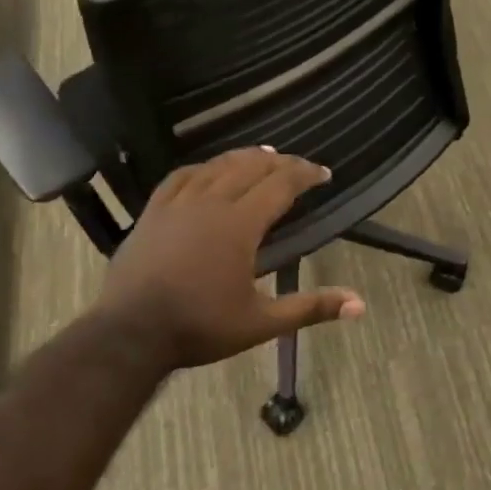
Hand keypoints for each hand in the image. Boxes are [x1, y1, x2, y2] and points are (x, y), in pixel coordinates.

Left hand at [93, 147, 364, 371]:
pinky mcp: (152, 213)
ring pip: (215, 167)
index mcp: (239, 225)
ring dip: (243, 158)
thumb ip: (310, 308)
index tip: (324, 173)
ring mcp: (177, 205)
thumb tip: (359, 305)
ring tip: (261, 155)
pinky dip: (201, 168)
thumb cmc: (200, 327)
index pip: (280, 184)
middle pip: (249, 167)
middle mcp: (210, 203)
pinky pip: (180, 177)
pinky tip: (206, 170)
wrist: (130, 333)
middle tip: (298, 166)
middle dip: (279, 162)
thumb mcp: (261, 322)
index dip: (305, 174)